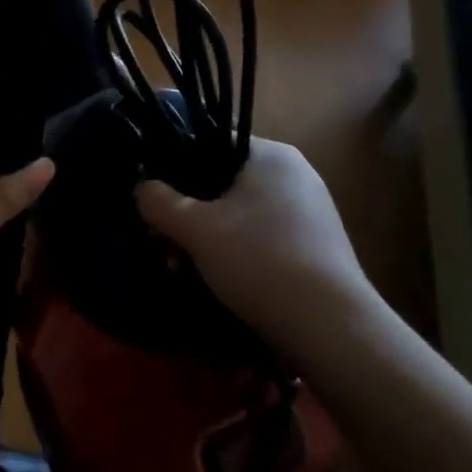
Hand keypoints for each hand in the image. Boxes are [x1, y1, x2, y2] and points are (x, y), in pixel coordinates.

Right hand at [135, 137, 380, 351]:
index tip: (155, 199)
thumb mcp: (196, 229)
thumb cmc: (259, 261)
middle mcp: (295, 175)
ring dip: (206, 238)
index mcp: (272, 155)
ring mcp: (309, 212)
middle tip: (163, 241)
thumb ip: (159, 202)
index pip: (211, 142)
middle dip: (188, 213)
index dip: (176, 167)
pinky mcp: (315, 248)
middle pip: (222, 183)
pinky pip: (262, 238)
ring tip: (182, 268)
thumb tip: (141, 188)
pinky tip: (216, 281)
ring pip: (240, 215)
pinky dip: (235, 254)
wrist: (331, 328)